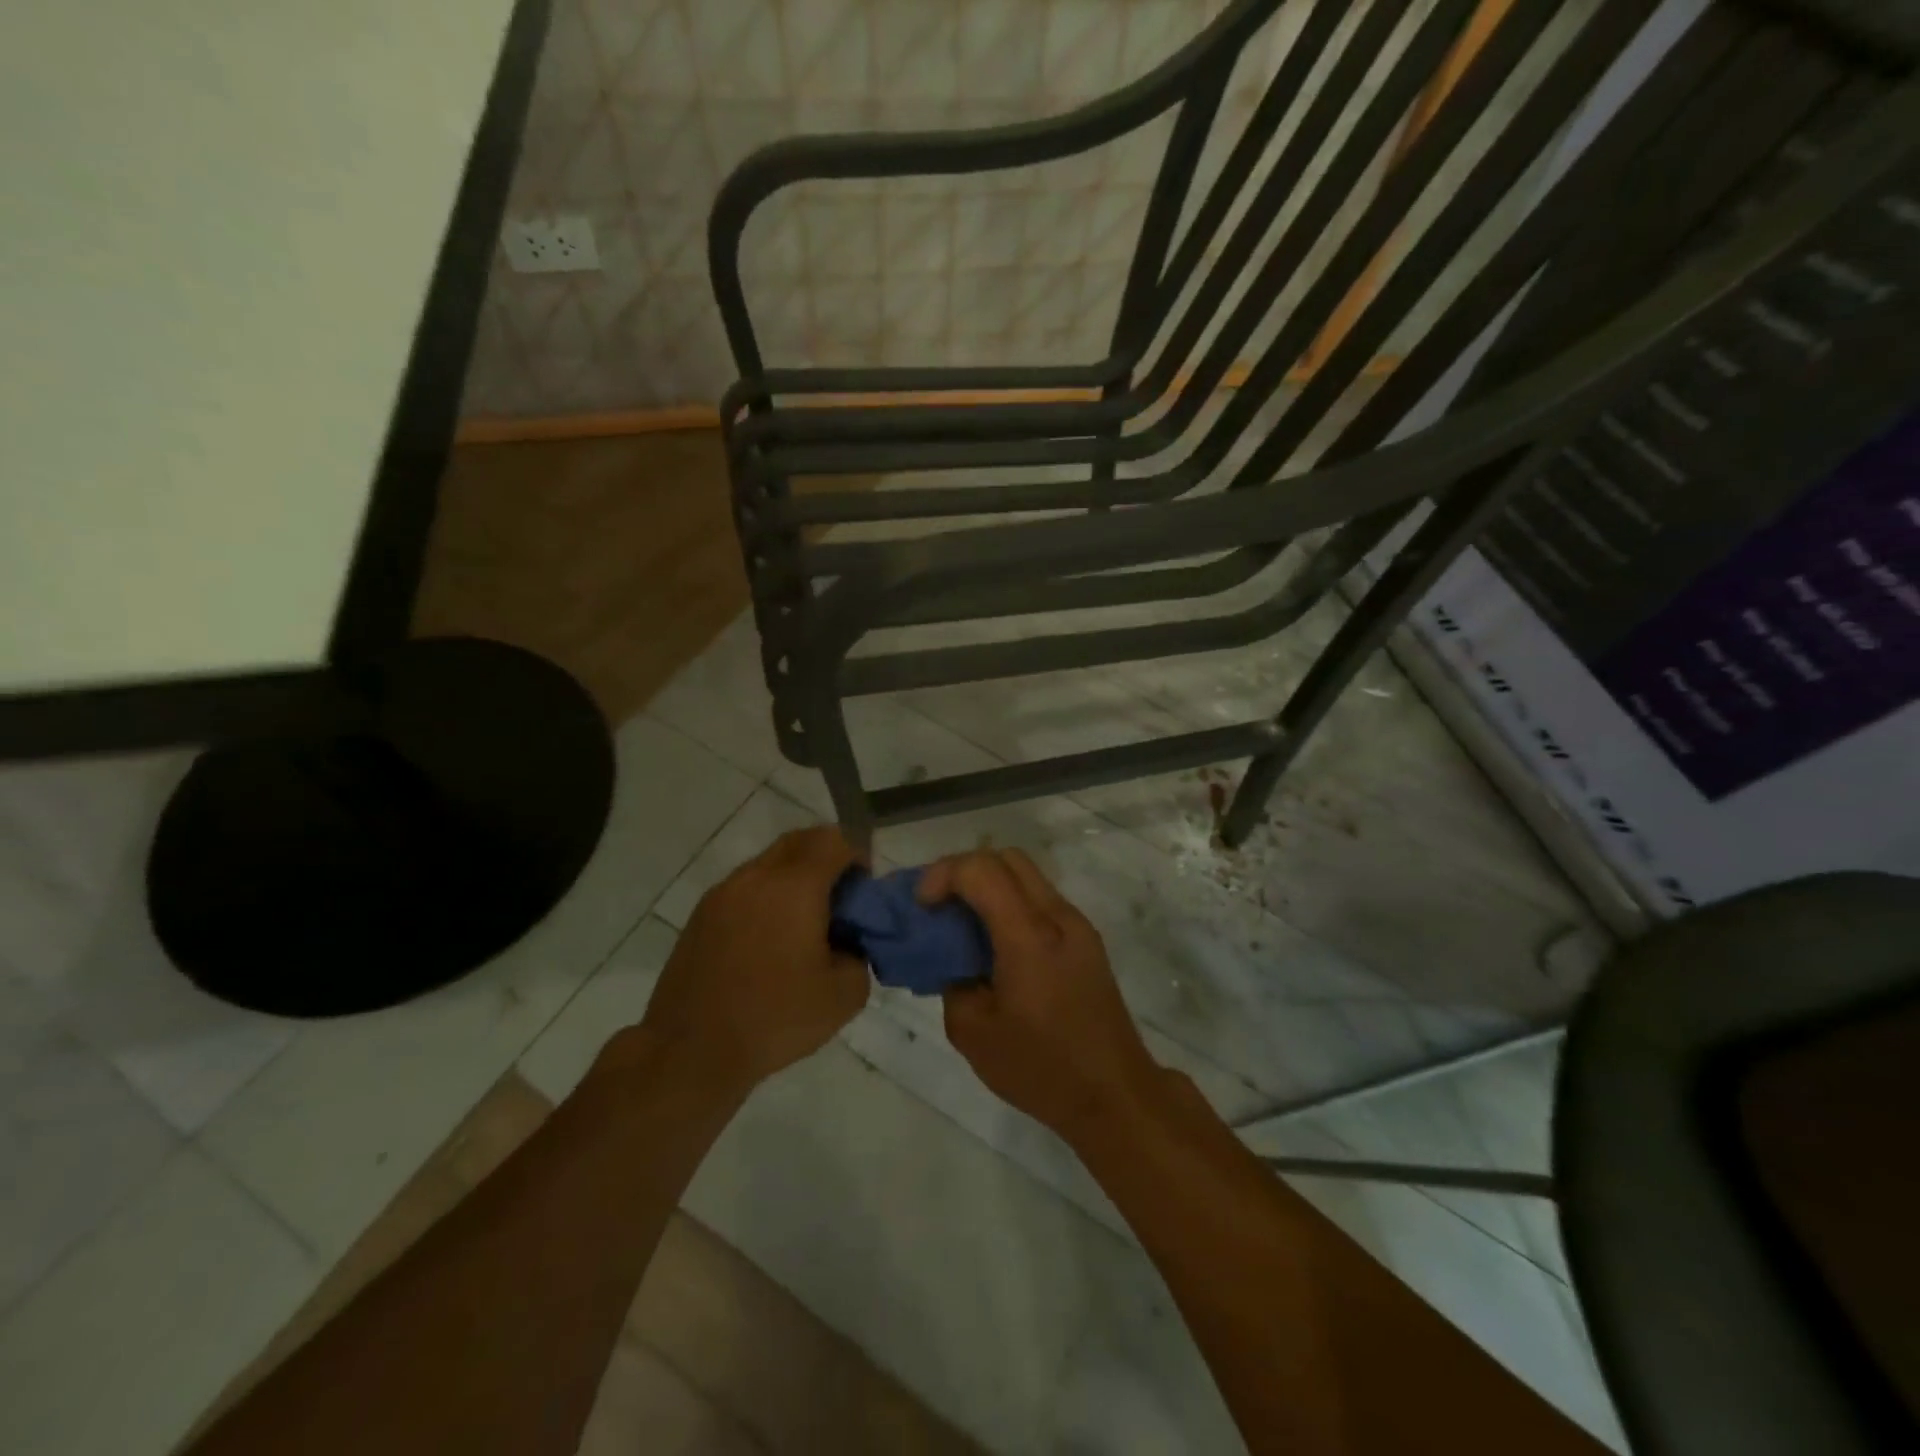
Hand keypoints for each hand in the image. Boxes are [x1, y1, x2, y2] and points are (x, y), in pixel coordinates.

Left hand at [635, 827, 869, 1090]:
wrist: (690, 1051)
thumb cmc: (774, 1019)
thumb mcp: (844, 996)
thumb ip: (859, 955)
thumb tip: (847, 942)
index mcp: (794, 887)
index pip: (834, 841)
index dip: (858, 854)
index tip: (866, 885)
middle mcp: (756, 877)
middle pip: (800, 840)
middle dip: (828, 855)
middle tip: (842, 893)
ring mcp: (723, 893)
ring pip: (769, 862)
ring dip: (795, 875)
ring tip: (806, 919)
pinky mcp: (701, 915)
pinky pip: (746, 886)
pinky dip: (768, 894)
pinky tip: (772, 938)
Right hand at [920, 848, 1161, 1141]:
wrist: (1115, 1094)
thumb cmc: (1041, 1068)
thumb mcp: (973, 1033)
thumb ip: (952, 983)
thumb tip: (953, 960)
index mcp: (1028, 935)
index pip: (981, 870)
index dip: (943, 874)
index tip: (922, 906)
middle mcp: (1056, 917)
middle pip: (1006, 858)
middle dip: (964, 870)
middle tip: (939, 904)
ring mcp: (1077, 925)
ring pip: (1027, 875)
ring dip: (990, 884)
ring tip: (963, 923)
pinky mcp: (1087, 940)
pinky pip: (1041, 900)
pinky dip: (1011, 903)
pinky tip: (995, 943)